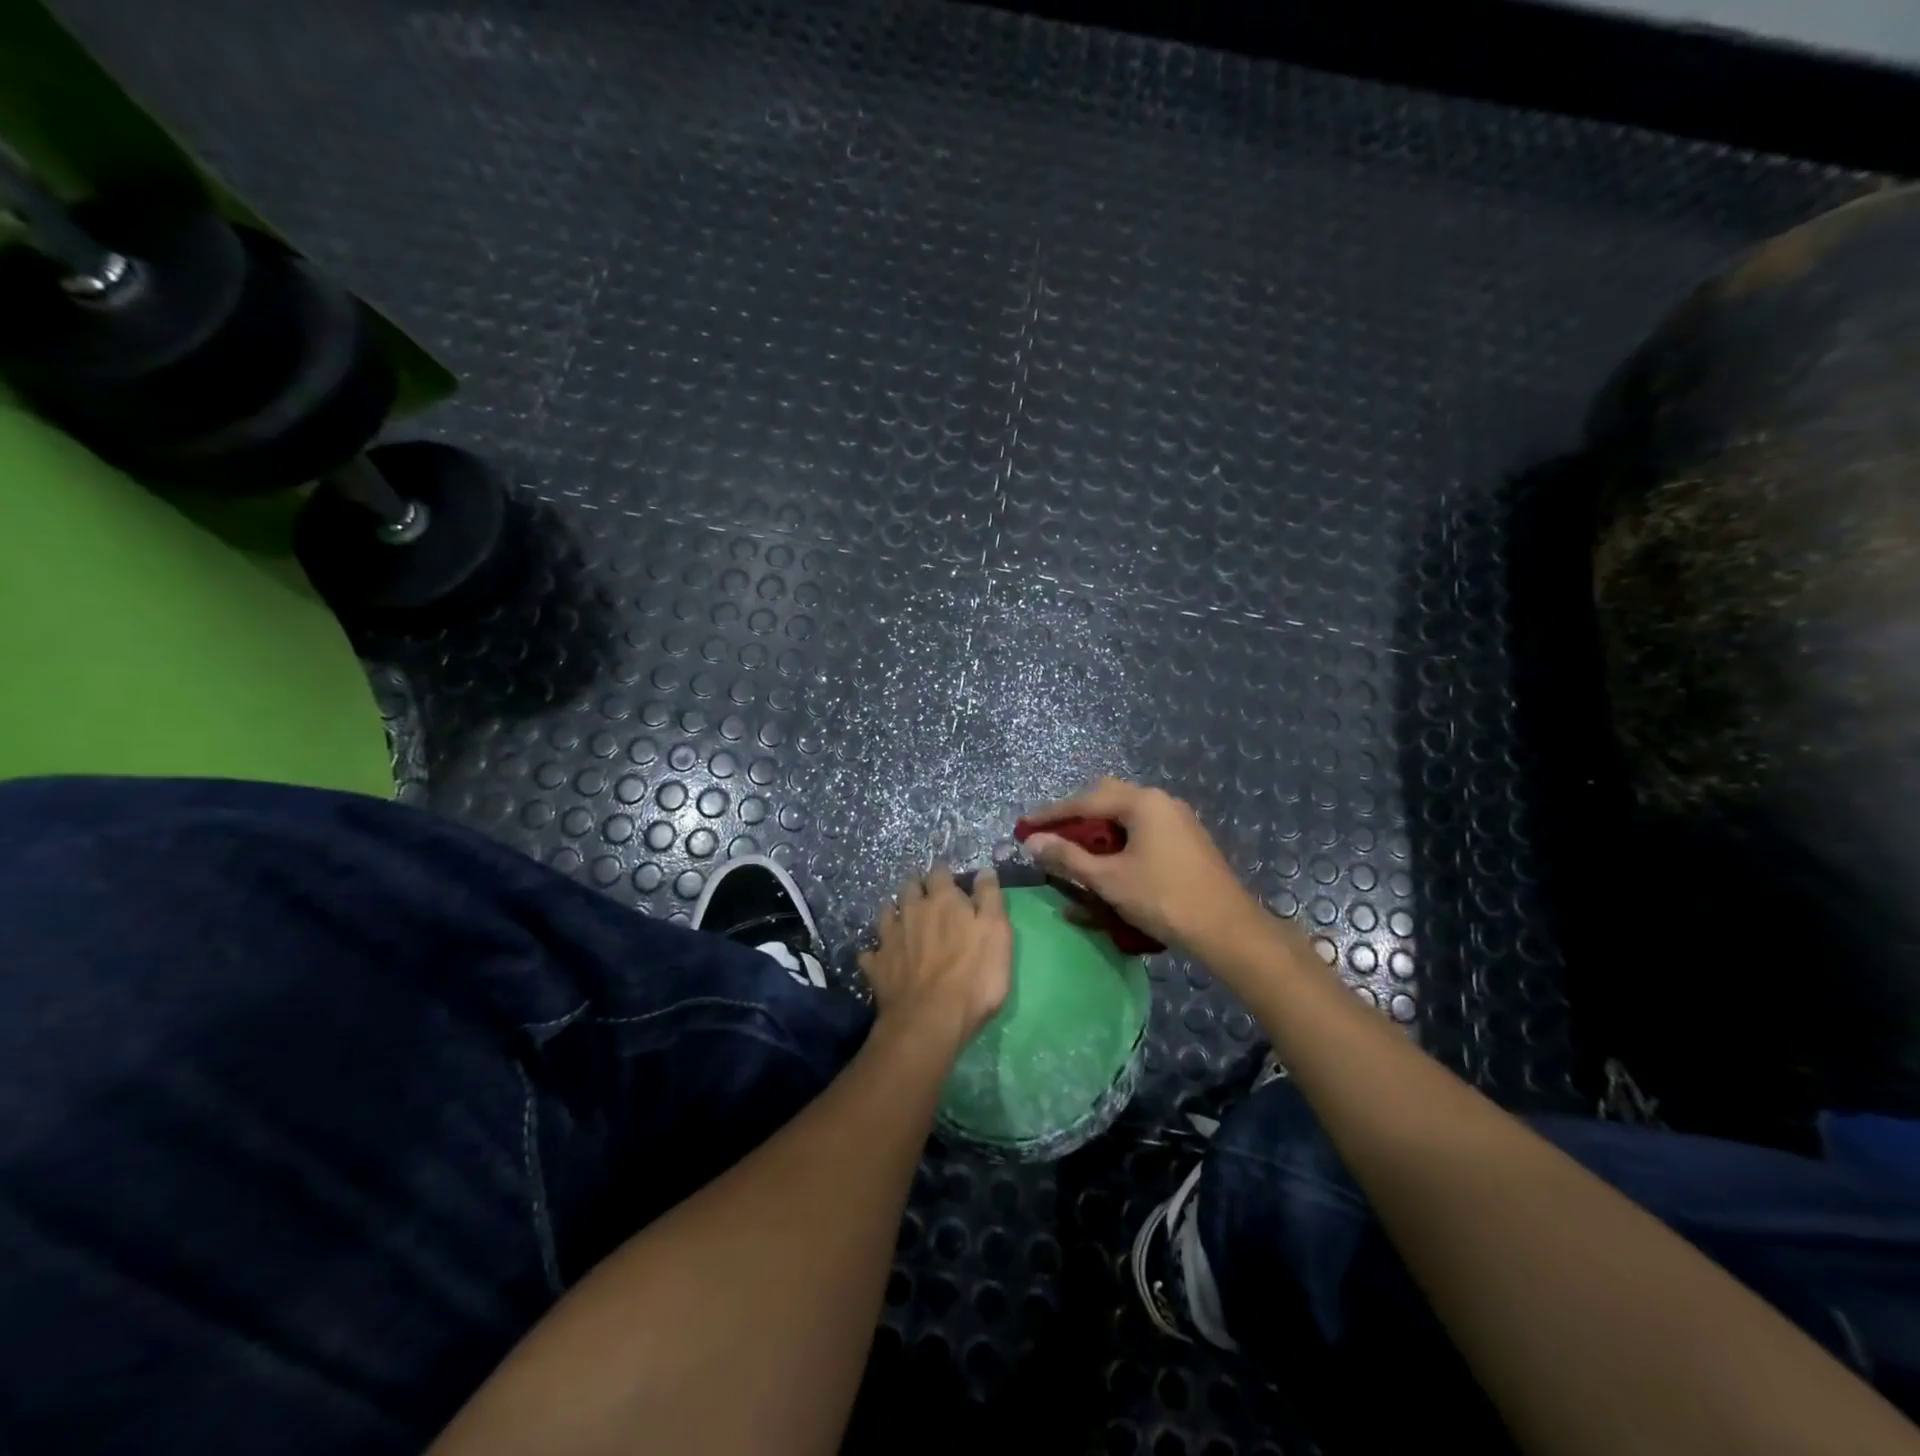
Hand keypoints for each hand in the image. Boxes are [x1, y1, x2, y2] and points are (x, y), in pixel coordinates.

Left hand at [860, 866, 1011, 1050]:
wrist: (930, 1020)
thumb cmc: (974, 976)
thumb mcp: (998, 933)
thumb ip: (990, 898)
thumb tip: (984, 870)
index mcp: (943, 900)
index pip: (940, 872)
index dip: (945, 873)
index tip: (950, 879)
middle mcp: (912, 910)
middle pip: (910, 887)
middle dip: (917, 887)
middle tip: (927, 897)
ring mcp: (890, 937)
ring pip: (887, 912)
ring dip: (895, 911)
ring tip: (903, 919)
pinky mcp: (876, 965)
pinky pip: (870, 951)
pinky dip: (876, 951)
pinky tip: (881, 957)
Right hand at [1021, 778, 1265, 955]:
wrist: (1227, 930)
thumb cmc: (1163, 898)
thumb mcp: (1108, 879)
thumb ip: (1068, 857)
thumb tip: (1033, 842)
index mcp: (1142, 802)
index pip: (1085, 800)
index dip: (1051, 814)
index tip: (1024, 827)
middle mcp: (1160, 801)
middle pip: (1106, 799)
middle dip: (1075, 817)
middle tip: (1049, 836)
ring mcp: (1177, 819)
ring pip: (1125, 815)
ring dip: (1097, 830)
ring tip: (1073, 851)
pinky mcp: (1186, 840)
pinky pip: (1142, 830)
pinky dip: (1118, 841)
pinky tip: (1107, 862)